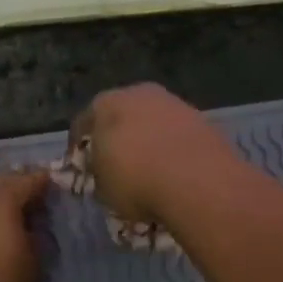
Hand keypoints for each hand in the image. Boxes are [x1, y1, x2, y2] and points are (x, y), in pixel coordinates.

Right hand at [69, 84, 238, 227]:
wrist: (197, 181)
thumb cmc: (135, 181)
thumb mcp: (102, 187)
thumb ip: (98, 173)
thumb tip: (104, 171)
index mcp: (106, 104)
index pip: (83, 123)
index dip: (80, 147)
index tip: (82, 167)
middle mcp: (139, 93)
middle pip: (121, 115)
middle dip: (117, 137)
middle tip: (116, 165)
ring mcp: (174, 103)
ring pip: (152, 122)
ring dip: (148, 141)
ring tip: (149, 170)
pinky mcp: (202, 119)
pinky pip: (177, 134)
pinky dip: (172, 148)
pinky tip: (173, 171)